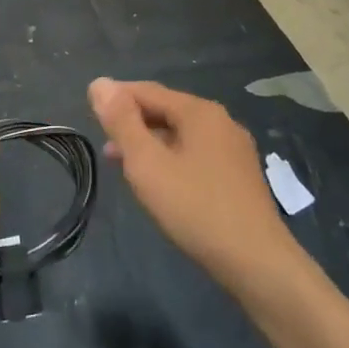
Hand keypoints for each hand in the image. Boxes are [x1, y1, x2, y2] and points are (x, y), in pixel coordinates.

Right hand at [89, 79, 298, 291]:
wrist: (258, 263)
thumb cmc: (196, 208)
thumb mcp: (147, 164)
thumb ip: (122, 122)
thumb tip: (100, 83)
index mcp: (199, 111)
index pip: (148, 91)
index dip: (117, 98)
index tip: (90, 112)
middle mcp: (220, 121)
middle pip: (167, 109)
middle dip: (133, 123)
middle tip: (105, 143)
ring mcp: (234, 149)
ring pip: (182, 134)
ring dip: (151, 143)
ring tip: (124, 165)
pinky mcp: (240, 175)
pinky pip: (197, 153)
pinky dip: (172, 158)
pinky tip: (161, 181)